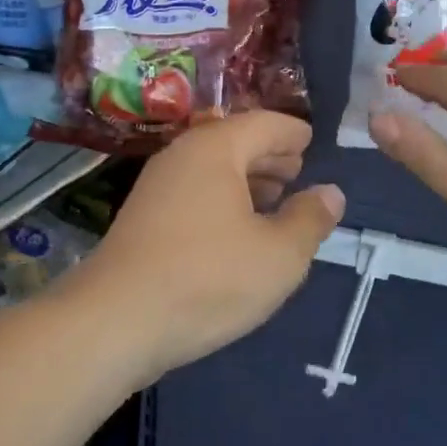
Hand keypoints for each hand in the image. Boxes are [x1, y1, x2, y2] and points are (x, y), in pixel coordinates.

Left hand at [75, 112, 344, 380]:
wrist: (116, 321)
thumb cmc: (208, 279)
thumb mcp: (279, 255)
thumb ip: (310, 219)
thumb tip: (330, 193)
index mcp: (216, 148)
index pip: (264, 123)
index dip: (293, 133)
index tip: (312, 142)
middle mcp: (182, 155)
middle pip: (235, 141)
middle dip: (270, 155)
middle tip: (299, 170)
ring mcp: (157, 186)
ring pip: (212, 168)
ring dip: (246, 178)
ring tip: (274, 198)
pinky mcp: (143, 217)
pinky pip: (194, 192)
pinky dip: (222, 198)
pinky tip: (236, 229)